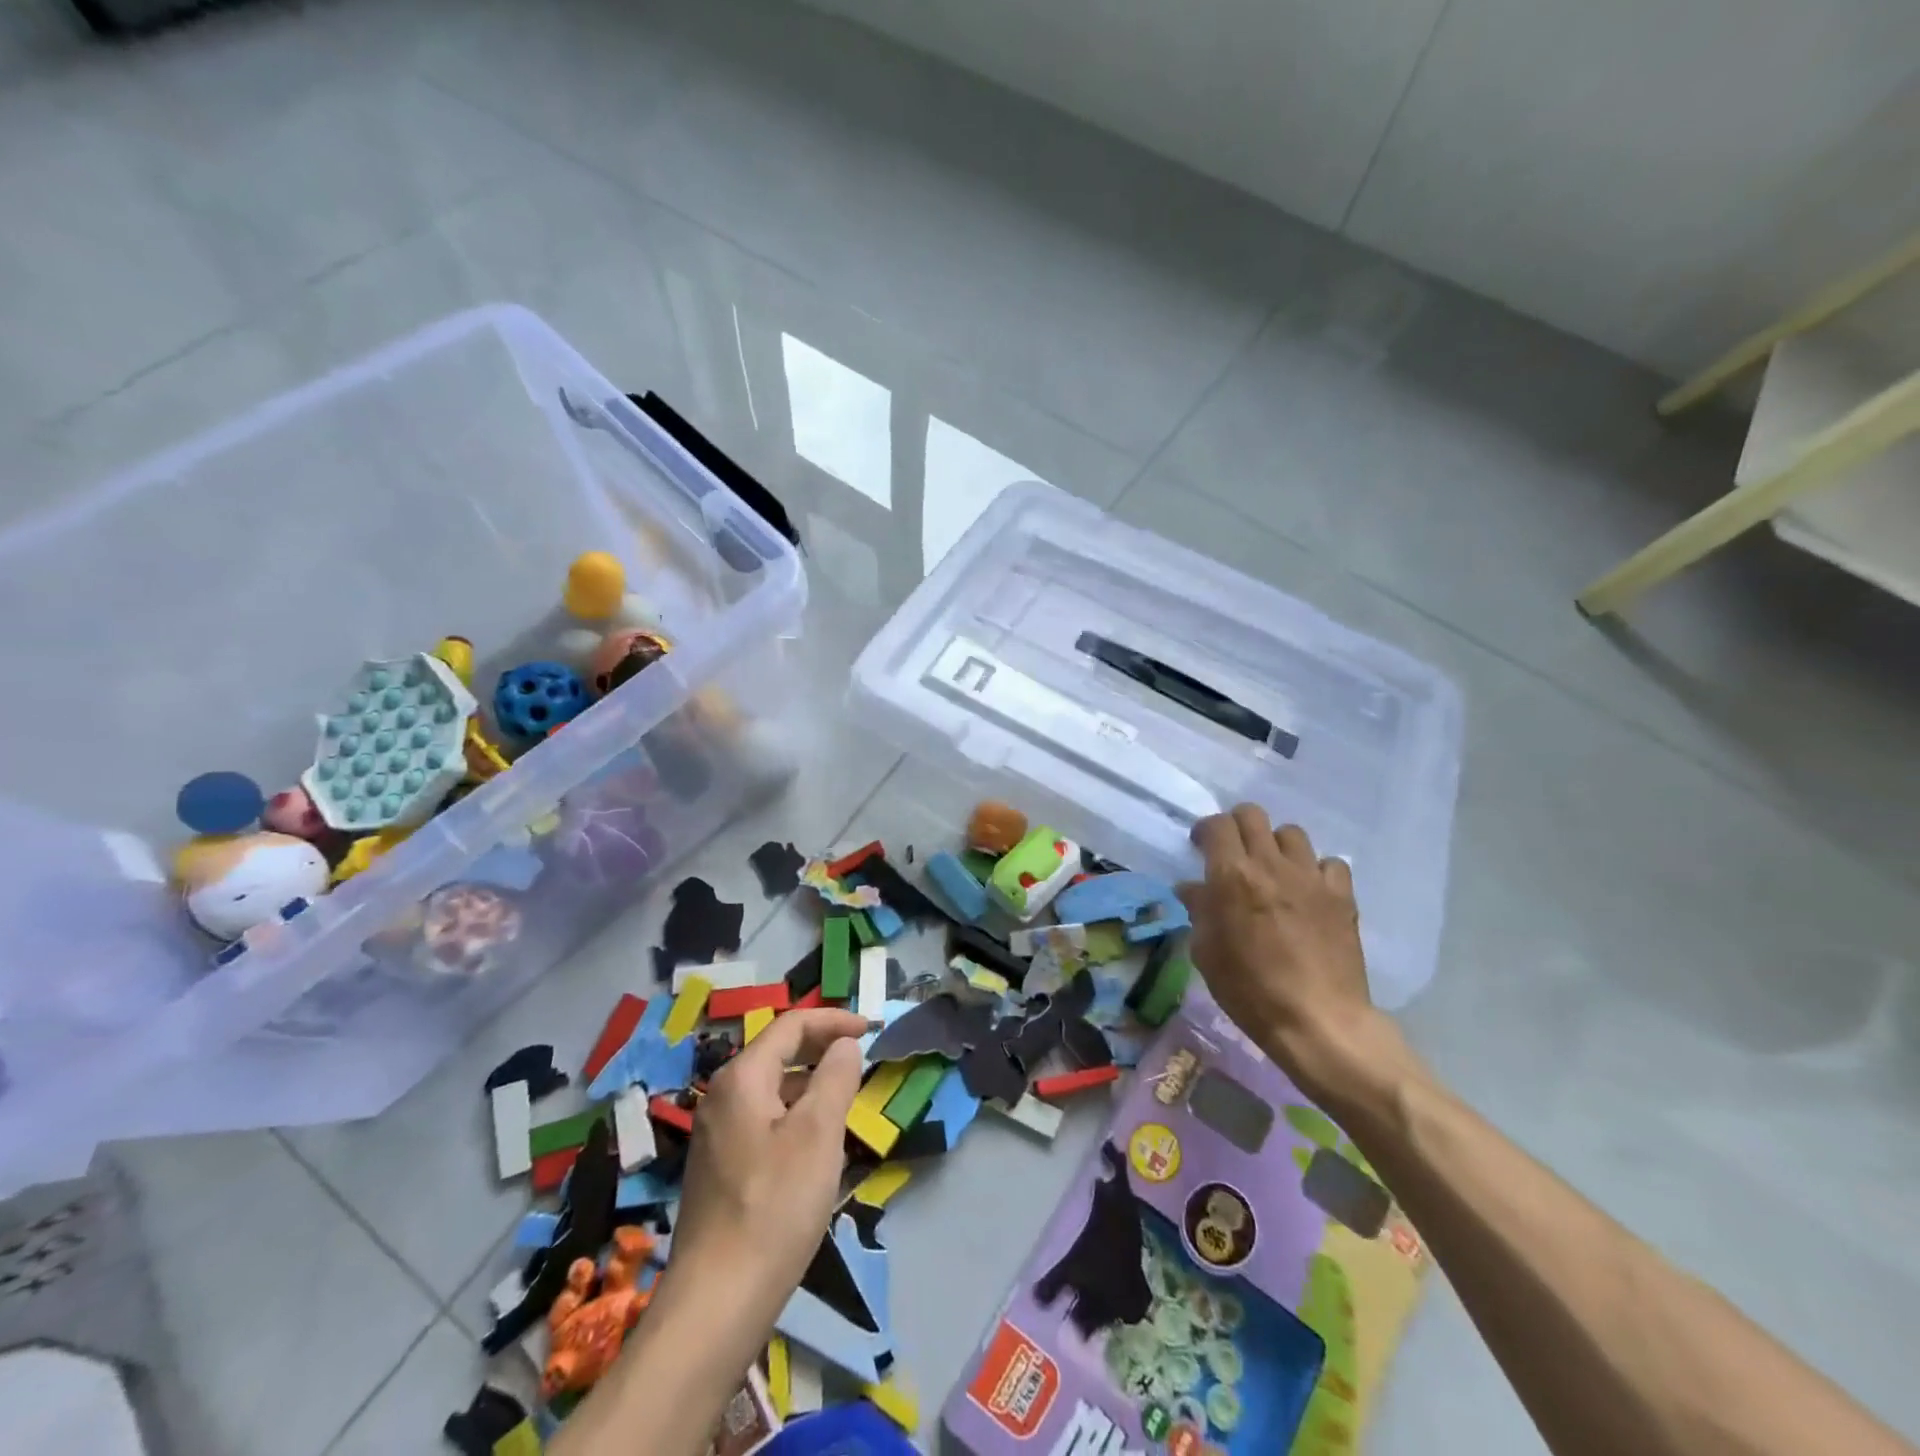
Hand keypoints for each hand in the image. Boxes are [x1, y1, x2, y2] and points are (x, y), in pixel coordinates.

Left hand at [666, 1008, 866, 1323]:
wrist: (716, 1303)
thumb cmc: (775, 1206)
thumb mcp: (819, 1133)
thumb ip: (836, 1077)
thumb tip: (843, 1045)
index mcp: (742, 1078)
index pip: (791, 1025)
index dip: (833, 1021)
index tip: (870, 1029)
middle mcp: (722, 1097)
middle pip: (777, 1052)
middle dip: (820, 1048)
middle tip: (859, 1058)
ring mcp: (716, 1135)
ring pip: (771, 1089)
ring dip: (810, 1084)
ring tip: (846, 1101)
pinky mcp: (719, 1169)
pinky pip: (763, 1121)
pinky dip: (794, 1115)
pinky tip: (815, 1147)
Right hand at [1178, 805, 1395, 1106]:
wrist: (1317, 1021)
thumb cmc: (1249, 990)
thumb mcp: (1207, 953)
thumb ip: (1199, 911)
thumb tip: (1193, 889)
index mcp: (1232, 876)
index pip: (1217, 825)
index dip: (1206, 830)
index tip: (1201, 847)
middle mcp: (1271, 865)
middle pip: (1253, 815)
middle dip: (1238, 826)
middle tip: (1233, 852)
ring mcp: (1311, 877)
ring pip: (1291, 833)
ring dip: (1276, 845)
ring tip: (1273, 871)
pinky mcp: (1342, 895)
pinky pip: (1329, 863)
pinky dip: (1315, 870)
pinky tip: (1309, 891)